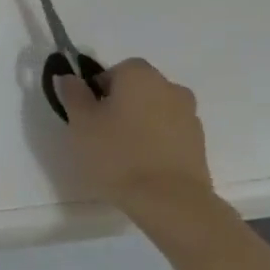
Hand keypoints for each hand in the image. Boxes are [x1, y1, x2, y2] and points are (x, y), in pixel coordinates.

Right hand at [55, 57, 213, 212]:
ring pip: (155, 109)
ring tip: (122, 150)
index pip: (116, 69)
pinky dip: (156, 139)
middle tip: (101, 130)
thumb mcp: (80, 123)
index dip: (99, 88)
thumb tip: (70, 77)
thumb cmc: (116, 154)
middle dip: (120, 102)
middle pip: (138, 87)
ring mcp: (189, 115)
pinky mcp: (199, 142)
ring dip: (140, 120)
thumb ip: (73, 94)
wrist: (169, 200)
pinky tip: (142, 163)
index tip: (88, 112)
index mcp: (140, 76)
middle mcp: (170, 87)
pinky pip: (169, 130)